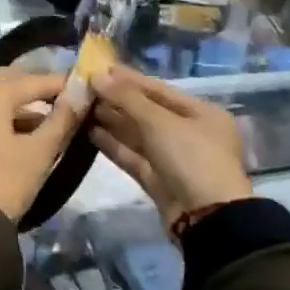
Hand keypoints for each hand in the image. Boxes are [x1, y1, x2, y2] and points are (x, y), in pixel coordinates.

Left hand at [0, 67, 89, 222]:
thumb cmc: (6, 181)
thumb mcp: (41, 151)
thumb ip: (63, 118)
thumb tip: (82, 94)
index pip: (34, 80)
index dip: (61, 84)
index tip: (86, 88)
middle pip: (11, 79)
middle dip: (38, 87)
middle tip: (66, 98)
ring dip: (23, 102)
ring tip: (54, 116)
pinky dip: (7, 114)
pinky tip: (29, 130)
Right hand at [89, 67, 250, 228]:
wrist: (207, 221)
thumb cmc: (191, 159)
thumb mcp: (160, 122)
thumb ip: (127, 98)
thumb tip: (97, 77)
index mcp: (201, 113)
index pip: (159, 90)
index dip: (129, 79)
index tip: (99, 68)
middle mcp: (189, 133)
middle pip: (147, 111)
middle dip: (116, 100)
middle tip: (84, 88)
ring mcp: (173, 158)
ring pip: (138, 134)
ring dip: (111, 121)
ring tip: (81, 107)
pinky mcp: (158, 180)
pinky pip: (133, 156)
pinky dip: (114, 144)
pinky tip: (89, 132)